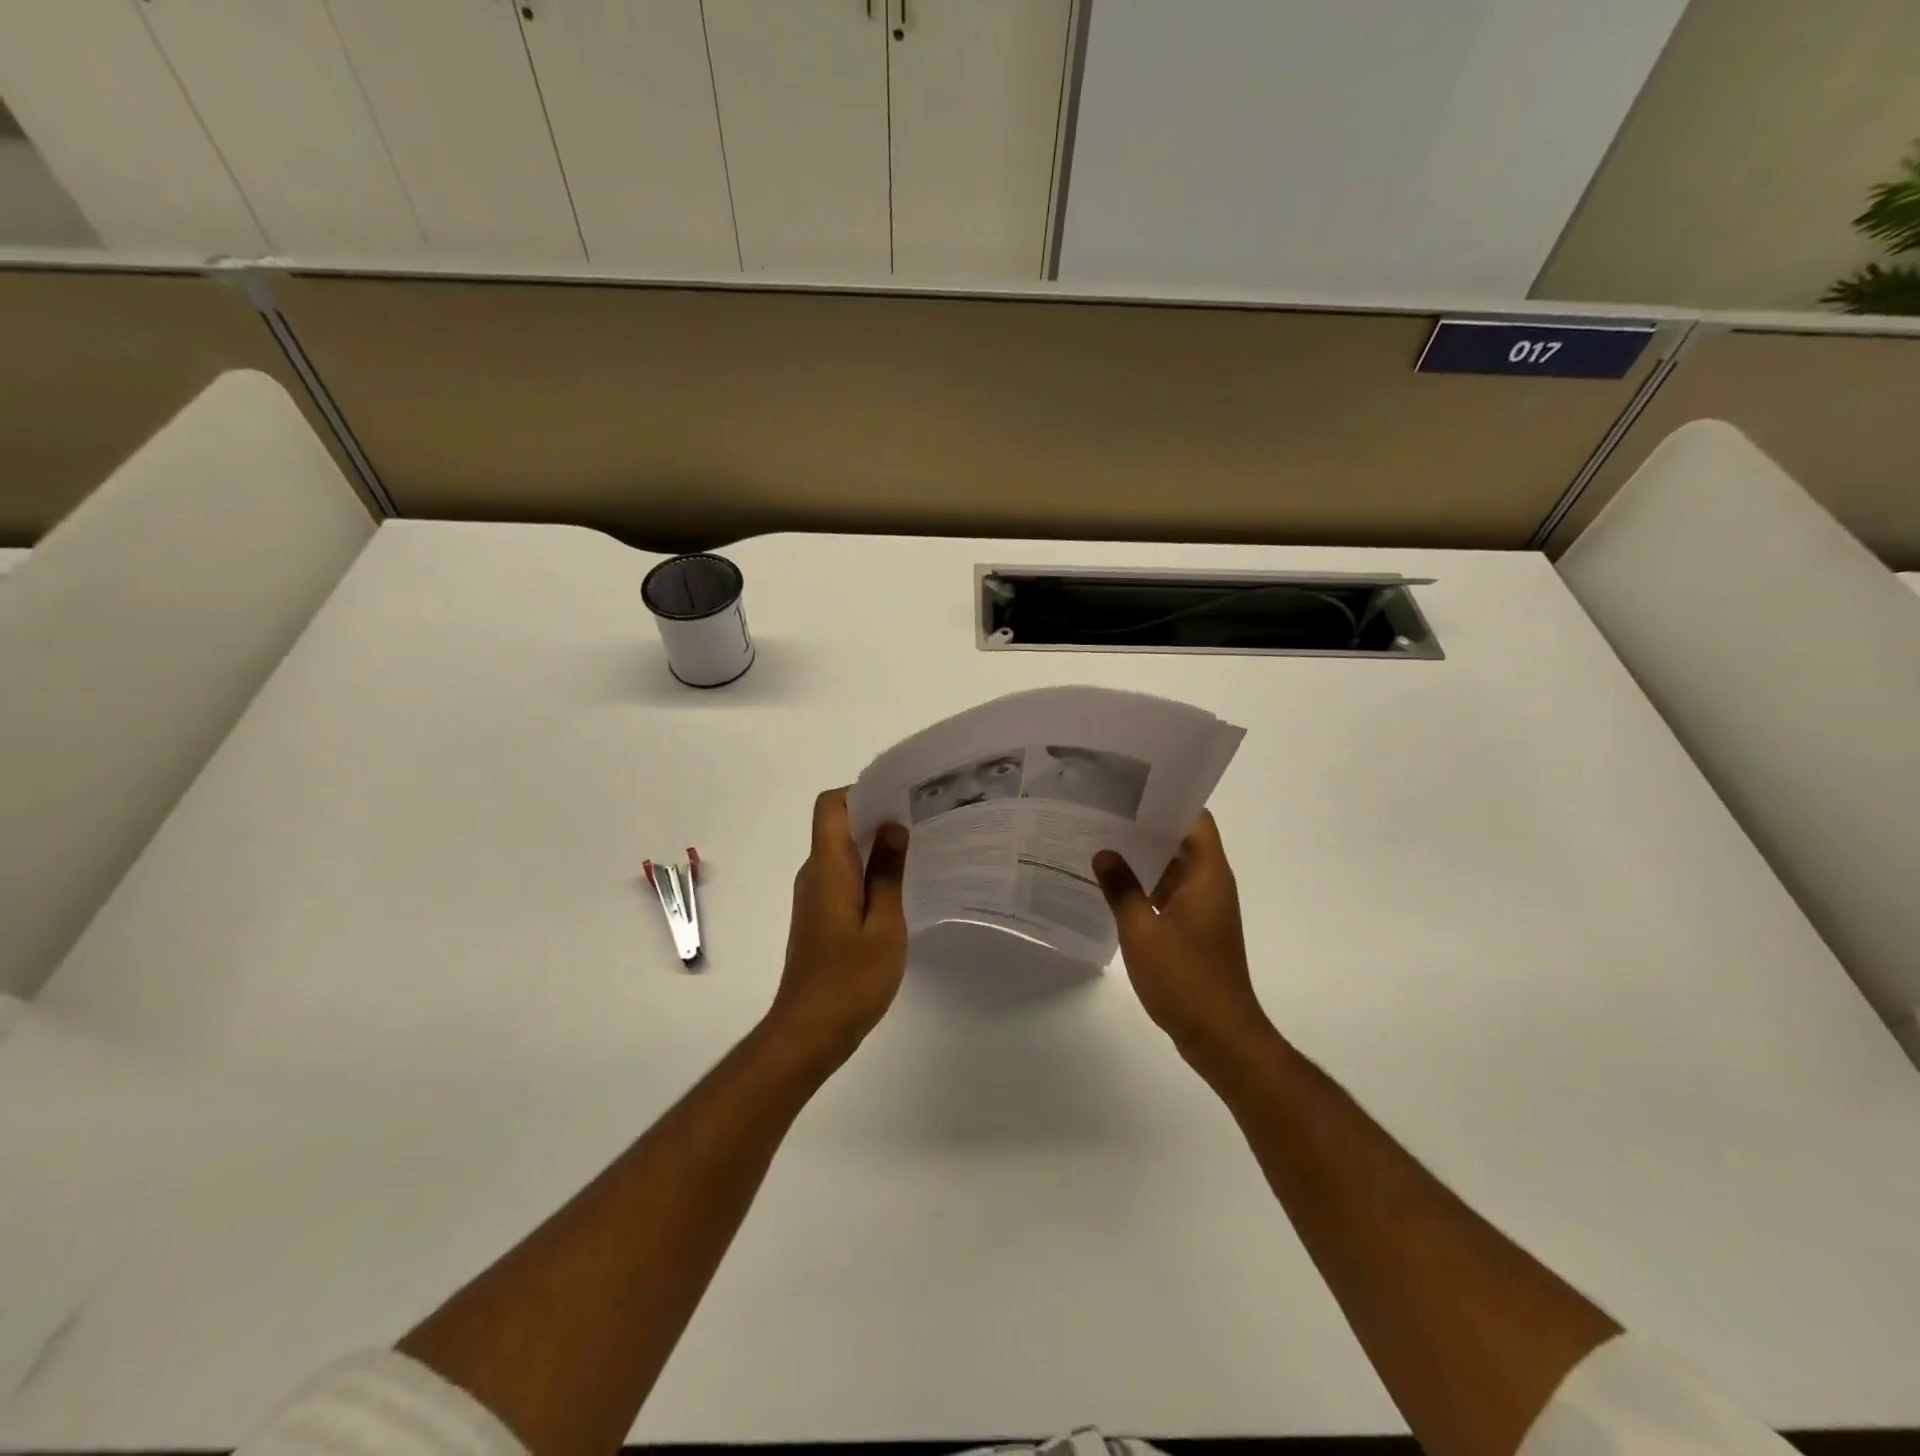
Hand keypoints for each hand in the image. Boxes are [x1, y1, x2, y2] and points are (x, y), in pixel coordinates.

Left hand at [764, 788, 909, 1068]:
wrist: (809, 1032)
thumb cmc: (850, 979)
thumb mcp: (883, 925)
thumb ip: (887, 873)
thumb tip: (892, 827)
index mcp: (827, 867)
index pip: (830, 806)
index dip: (861, 792)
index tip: (900, 797)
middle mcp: (815, 874)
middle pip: (838, 825)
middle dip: (877, 816)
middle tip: (923, 820)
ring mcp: (815, 897)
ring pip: (843, 853)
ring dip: (875, 846)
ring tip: (920, 849)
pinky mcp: (820, 917)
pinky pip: (844, 878)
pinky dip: (869, 873)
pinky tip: (902, 888)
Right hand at [1094, 811, 1273, 1060]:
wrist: (1220, 1036)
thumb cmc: (1186, 979)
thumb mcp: (1142, 932)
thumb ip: (1121, 889)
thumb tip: (1103, 852)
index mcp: (1208, 875)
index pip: (1195, 819)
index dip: (1168, 799)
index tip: (1131, 788)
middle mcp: (1210, 884)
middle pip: (1180, 840)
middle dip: (1145, 825)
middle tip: (1102, 811)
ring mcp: (1203, 908)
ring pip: (1172, 868)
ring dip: (1142, 857)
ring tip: (1099, 841)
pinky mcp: (1194, 929)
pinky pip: (1168, 894)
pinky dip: (1144, 886)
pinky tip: (1110, 886)